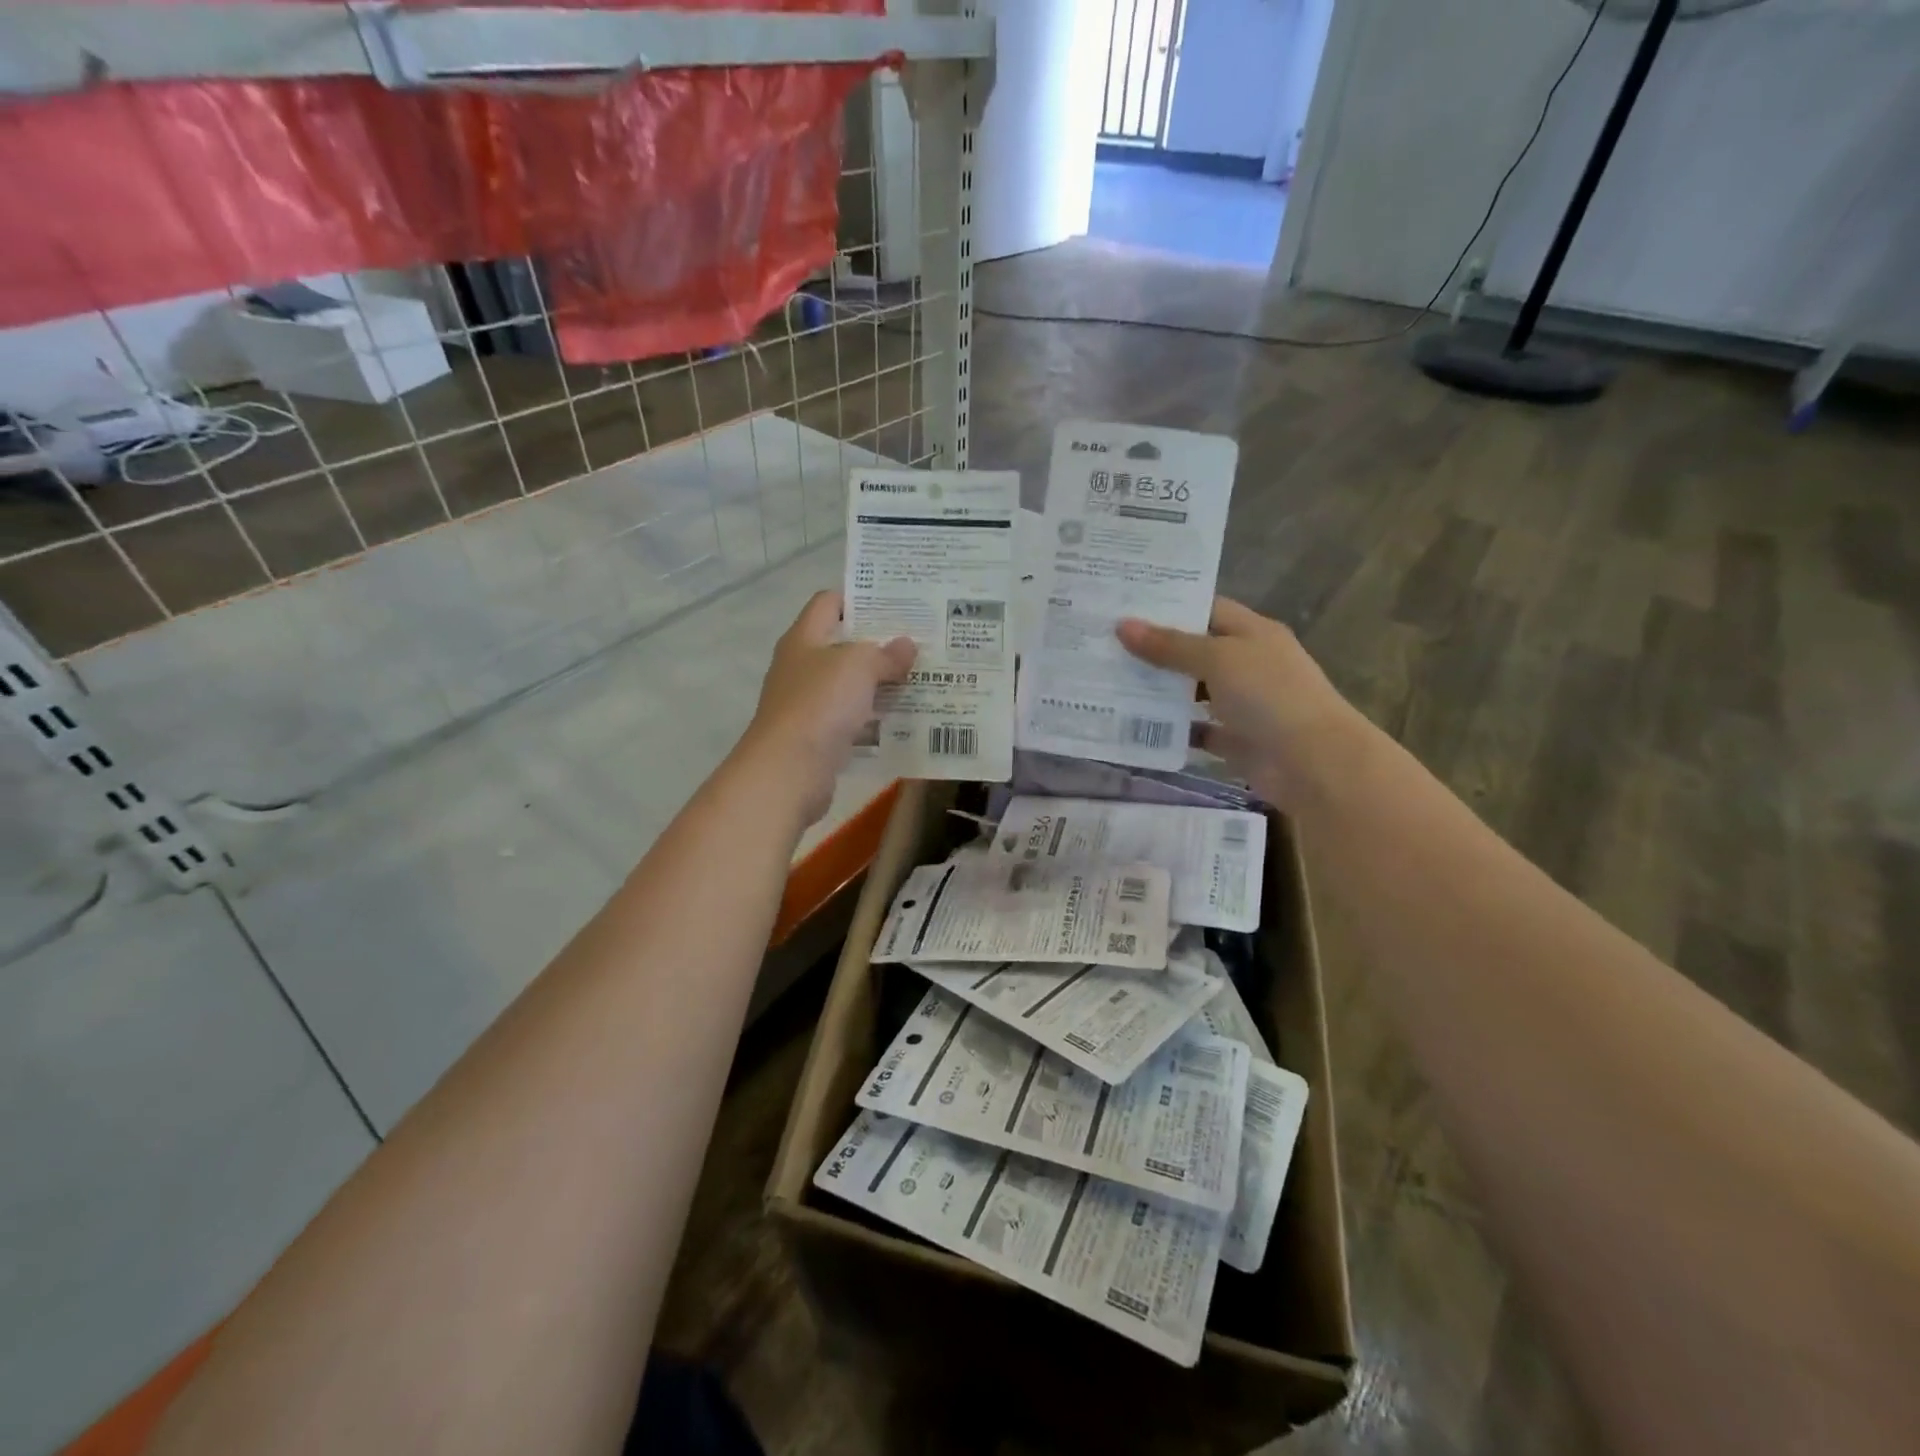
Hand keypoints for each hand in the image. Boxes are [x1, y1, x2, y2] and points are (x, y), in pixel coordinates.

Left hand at [737, 591, 915, 824]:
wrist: (788, 770)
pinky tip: (905, 718)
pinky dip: (875, 718)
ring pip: (850, 685)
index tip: (896, 602)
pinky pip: (853, 719)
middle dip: (880, 643)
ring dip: (881, 683)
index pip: (828, 603)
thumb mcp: (858, 666)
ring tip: (921, 677)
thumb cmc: (819, 704)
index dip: (859, 597)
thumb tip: (907, 644)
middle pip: (843, 645)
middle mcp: (802, 667)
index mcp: (804, 639)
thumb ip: (885, 654)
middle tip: (921, 641)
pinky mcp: (819, 737)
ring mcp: (808, 704)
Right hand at [1116, 598, 1362, 810]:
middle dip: (1154, 649)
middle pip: (1195, 650)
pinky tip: (1134, 724)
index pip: (1207, 609)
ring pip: (1192, 691)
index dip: (1169, 606)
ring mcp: (1242, 704)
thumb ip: (1170, 645)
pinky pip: (1196, 730)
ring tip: (1109, 681)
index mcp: (1252, 633)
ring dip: (1158, 689)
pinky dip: (1171, 729)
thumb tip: (1122, 625)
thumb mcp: (1218, 659)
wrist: (1314, 763)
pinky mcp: (1235, 740)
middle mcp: (1248, 664)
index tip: (1124, 605)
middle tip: (1104, 644)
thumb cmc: (1269, 696)